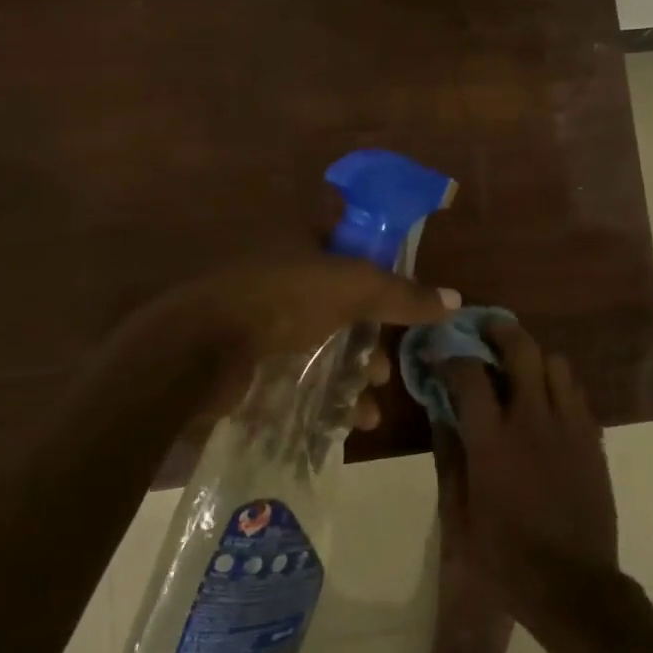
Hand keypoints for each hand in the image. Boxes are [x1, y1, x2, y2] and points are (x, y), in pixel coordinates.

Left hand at [89, 255, 460, 432]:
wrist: (197, 350)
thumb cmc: (281, 298)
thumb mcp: (352, 288)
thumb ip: (403, 294)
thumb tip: (455, 300)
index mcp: (302, 237)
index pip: (350, 231)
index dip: (381, 254)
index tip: (405, 286)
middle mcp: (284, 270)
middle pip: (344, 297)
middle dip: (372, 333)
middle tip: (386, 361)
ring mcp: (265, 314)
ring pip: (325, 339)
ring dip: (354, 370)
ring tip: (369, 398)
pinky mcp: (251, 355)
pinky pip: (302, 371)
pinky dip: (328, 394)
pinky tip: (349, 421)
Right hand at [438, 322, 619, 620]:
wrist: (574, 586)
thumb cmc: (506, 558)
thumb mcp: (459, 516)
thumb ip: (449, 459)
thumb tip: (440, 416)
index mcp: (492, 440)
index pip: (469, 374)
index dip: (451, 354)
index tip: (440, 350)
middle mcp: (533, 419)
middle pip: (521, 349)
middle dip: (500, 330)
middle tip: (485, 329)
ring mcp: (569, 426)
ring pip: (556, 363)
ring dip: (534, 357)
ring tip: (519, 368)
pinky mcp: (593, 440)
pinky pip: (577, 393)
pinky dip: (557, 385)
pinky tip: (546, 402)